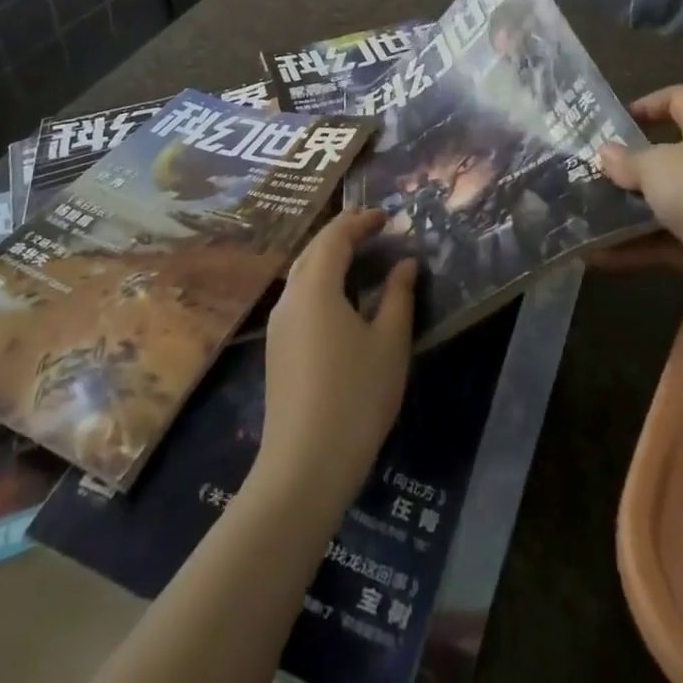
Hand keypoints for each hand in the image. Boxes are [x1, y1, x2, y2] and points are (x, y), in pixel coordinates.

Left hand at [256, 209, 416, 508]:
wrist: (304, 466)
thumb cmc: (356, 396)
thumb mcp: (390, 343)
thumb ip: (399, 296)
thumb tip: (405, 263)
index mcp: (316, 286)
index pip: (336, 237)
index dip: (361, 221)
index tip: (386, 216)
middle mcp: (290, 296)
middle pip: (313, 249)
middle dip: (341, 233)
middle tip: (372, 227)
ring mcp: (278, 324)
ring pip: (301, 272)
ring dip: (327, 256)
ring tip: (357, 255)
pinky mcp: (276, 348)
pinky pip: (298, 296)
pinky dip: (319, 280)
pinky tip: (338, 297)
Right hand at [596, 85, 682, 307]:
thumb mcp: (654, 166)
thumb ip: (627, 160)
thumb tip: (605, 153)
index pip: (682, 99)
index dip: (651, 103)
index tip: (619, 118)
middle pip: (671, 155)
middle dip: (633, 165)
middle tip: (596, 171)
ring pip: (666, 202)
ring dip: (629, 212)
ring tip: (587, 215)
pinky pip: (667, 241)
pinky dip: (636, 248)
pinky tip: (599, 256)